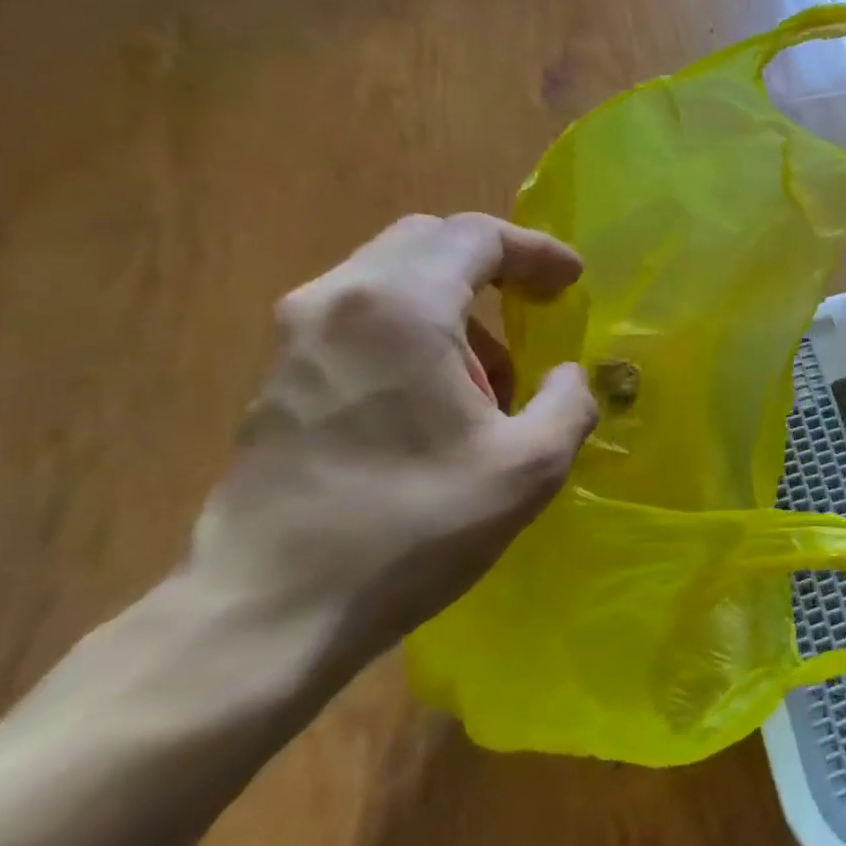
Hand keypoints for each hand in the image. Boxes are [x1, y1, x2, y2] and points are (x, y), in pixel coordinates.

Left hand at [187, 213, 597, 668]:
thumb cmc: (415, 524)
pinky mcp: (279, 377)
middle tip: (540, 305)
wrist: (271, 608)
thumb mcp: (532, 465)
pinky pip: (361, 318)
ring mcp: (296, 338)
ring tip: (496, 372)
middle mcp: (338, 301)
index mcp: (401, 307)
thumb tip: (567, 376)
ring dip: (456, 304)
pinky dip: (416, 331)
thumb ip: (571, 402)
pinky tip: (441, 397)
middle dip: (494, 266)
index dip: (536, 251)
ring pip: (391, 279)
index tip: (574, 282)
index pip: (475, 236)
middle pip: (426, 243)